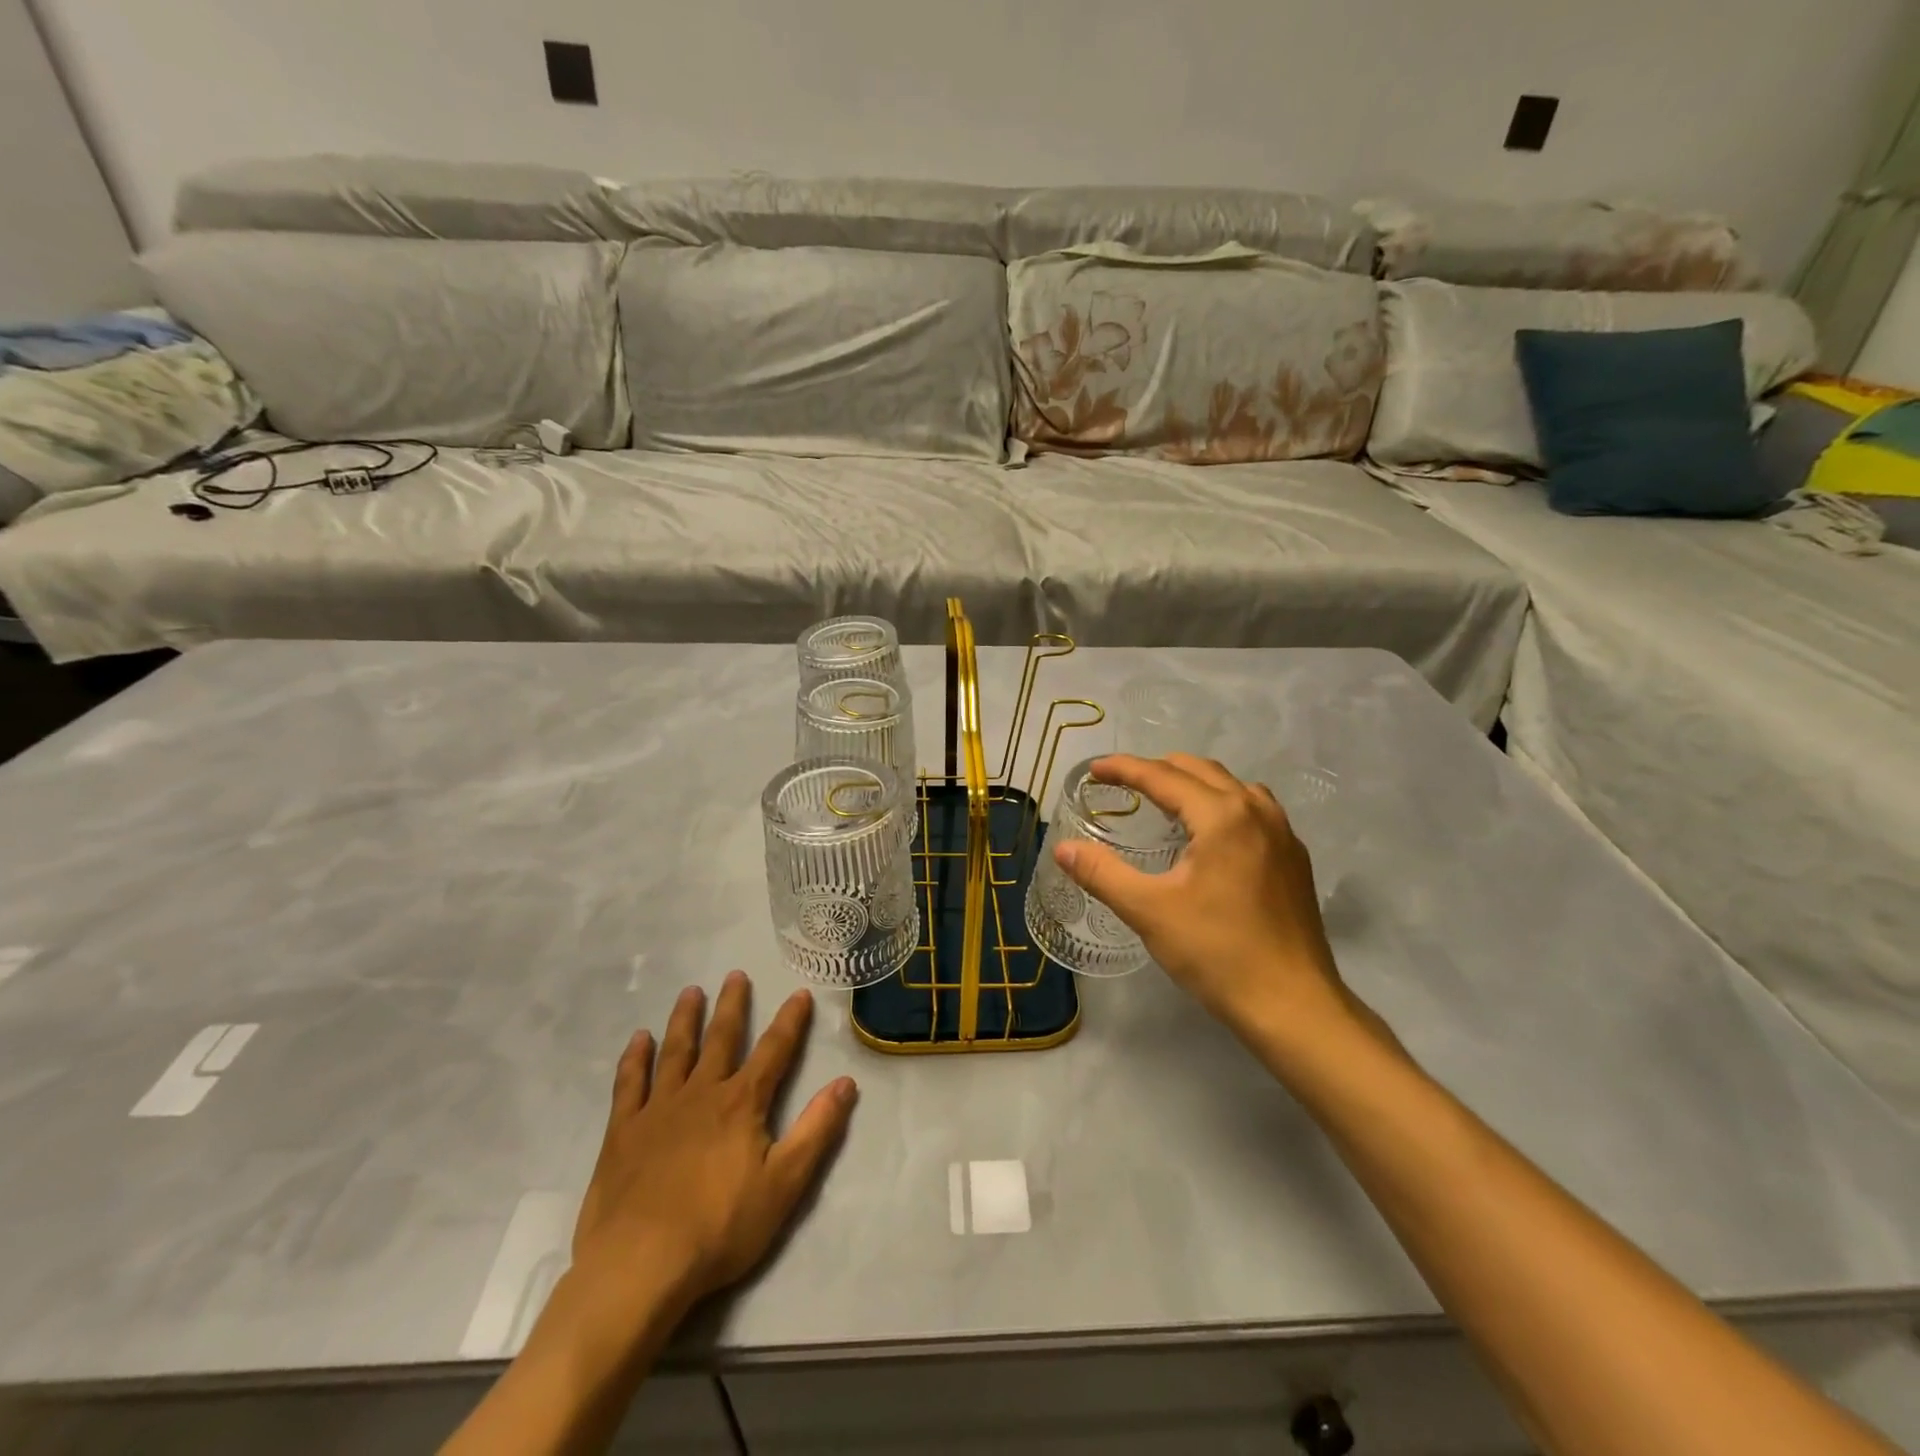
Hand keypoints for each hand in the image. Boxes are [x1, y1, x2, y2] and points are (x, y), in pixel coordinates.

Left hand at [571, 972, 857, 1310]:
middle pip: (721, 1038)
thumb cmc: (719, 1228)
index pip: (774, 1050)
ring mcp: (658, 1109)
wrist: (638, 1266)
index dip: (790, 1021)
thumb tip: (847, 1082)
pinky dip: (635, 1058)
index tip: (799, 993)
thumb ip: (817, 1130)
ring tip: (691, 992)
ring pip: (675, 1051)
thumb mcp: (784, 1184)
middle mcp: (701, 1092)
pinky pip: (629, 1083)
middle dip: (732, 1005)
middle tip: (735, 974)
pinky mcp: (622, 1131)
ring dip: (685, 1019)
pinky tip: (639, 1039)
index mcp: (742, 1103)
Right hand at [1053, 754, 1355, 1042]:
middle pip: (1200, 771)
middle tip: (1123, 783)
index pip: (1163, 776)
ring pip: (1232, 787)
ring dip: (1194, 784)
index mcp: (1222, 816)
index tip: (1093, 770)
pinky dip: (1222, 805)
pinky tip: (1209, 836)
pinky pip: (1254, 810)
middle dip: (1158, 770)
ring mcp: (1283, 834)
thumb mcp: (1148, 911)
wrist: (1292, 1005)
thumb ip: (1102, 873)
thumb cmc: (1216, 952)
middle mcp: (1257, 811)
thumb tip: (1064, 849)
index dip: (1124, 769)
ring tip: (1165, 801)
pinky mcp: (1294, 859)